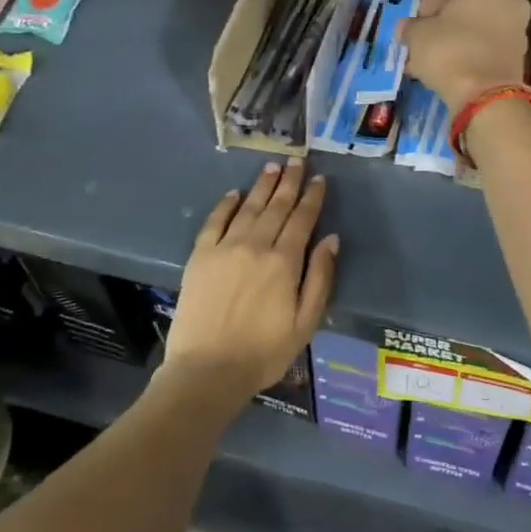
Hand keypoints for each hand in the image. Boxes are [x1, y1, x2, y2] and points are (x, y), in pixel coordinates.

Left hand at [165, 161, 337, 401]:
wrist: (207, 371)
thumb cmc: (264, 352)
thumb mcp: (306, 322)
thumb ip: (320, 278)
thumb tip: (331, 239)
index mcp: (284, 262)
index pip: (302, 220)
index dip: (312, 197)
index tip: (318, 179)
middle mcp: (255, 246)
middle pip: (276, 207)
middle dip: (289, 182)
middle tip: (297, 160)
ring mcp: (224, 248)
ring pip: (248, 208)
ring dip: (262, 186)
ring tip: (272, 167)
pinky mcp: (200, 257)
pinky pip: (214, 222)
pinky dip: (226, 205)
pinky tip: (234, 194)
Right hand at [399, 0, 530, 111]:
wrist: (485, 94)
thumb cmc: (449, 50)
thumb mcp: (416, 35)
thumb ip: (409, 27)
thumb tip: (406, 29)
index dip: (424, 11)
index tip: (413, 30)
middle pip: (465, 11)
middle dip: (443, 28)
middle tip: (422, 46)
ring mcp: (519, 28)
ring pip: (477, 32)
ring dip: (457, 44)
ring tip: (433, 64)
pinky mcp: (520, 56)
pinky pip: (487, 51)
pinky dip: (471, 58)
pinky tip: (451, 73)